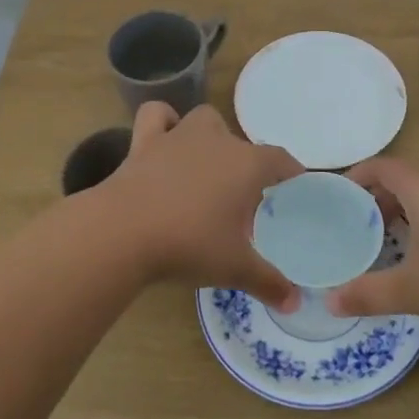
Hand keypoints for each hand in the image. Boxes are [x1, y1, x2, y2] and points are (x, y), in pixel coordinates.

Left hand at [91, 102, 302, 305]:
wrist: (124, 231)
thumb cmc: (190, 244)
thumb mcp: (235, 268)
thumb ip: (268, 282)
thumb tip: (294, 302)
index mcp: (247, 164)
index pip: (279, 160)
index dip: (290, 171)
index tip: (294, 184)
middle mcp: (217, 140)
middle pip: (242, 144)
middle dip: (247, 166)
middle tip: (243, 200)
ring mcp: (179, 136)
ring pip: (204, 120)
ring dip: (210, 136)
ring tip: (208, 165)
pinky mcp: (144, 142)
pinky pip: (157, 116)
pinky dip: (164, 121)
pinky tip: (165, 138)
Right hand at [328, 158, 418, 328]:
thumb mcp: (411, 289)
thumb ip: (367, 294)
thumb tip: (330, 302)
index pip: (381, 166)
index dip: (358, 176)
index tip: (341, 196)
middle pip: (405, 175)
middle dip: (381, 195)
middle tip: (363, 224)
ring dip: (409, 205)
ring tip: (395, 236)